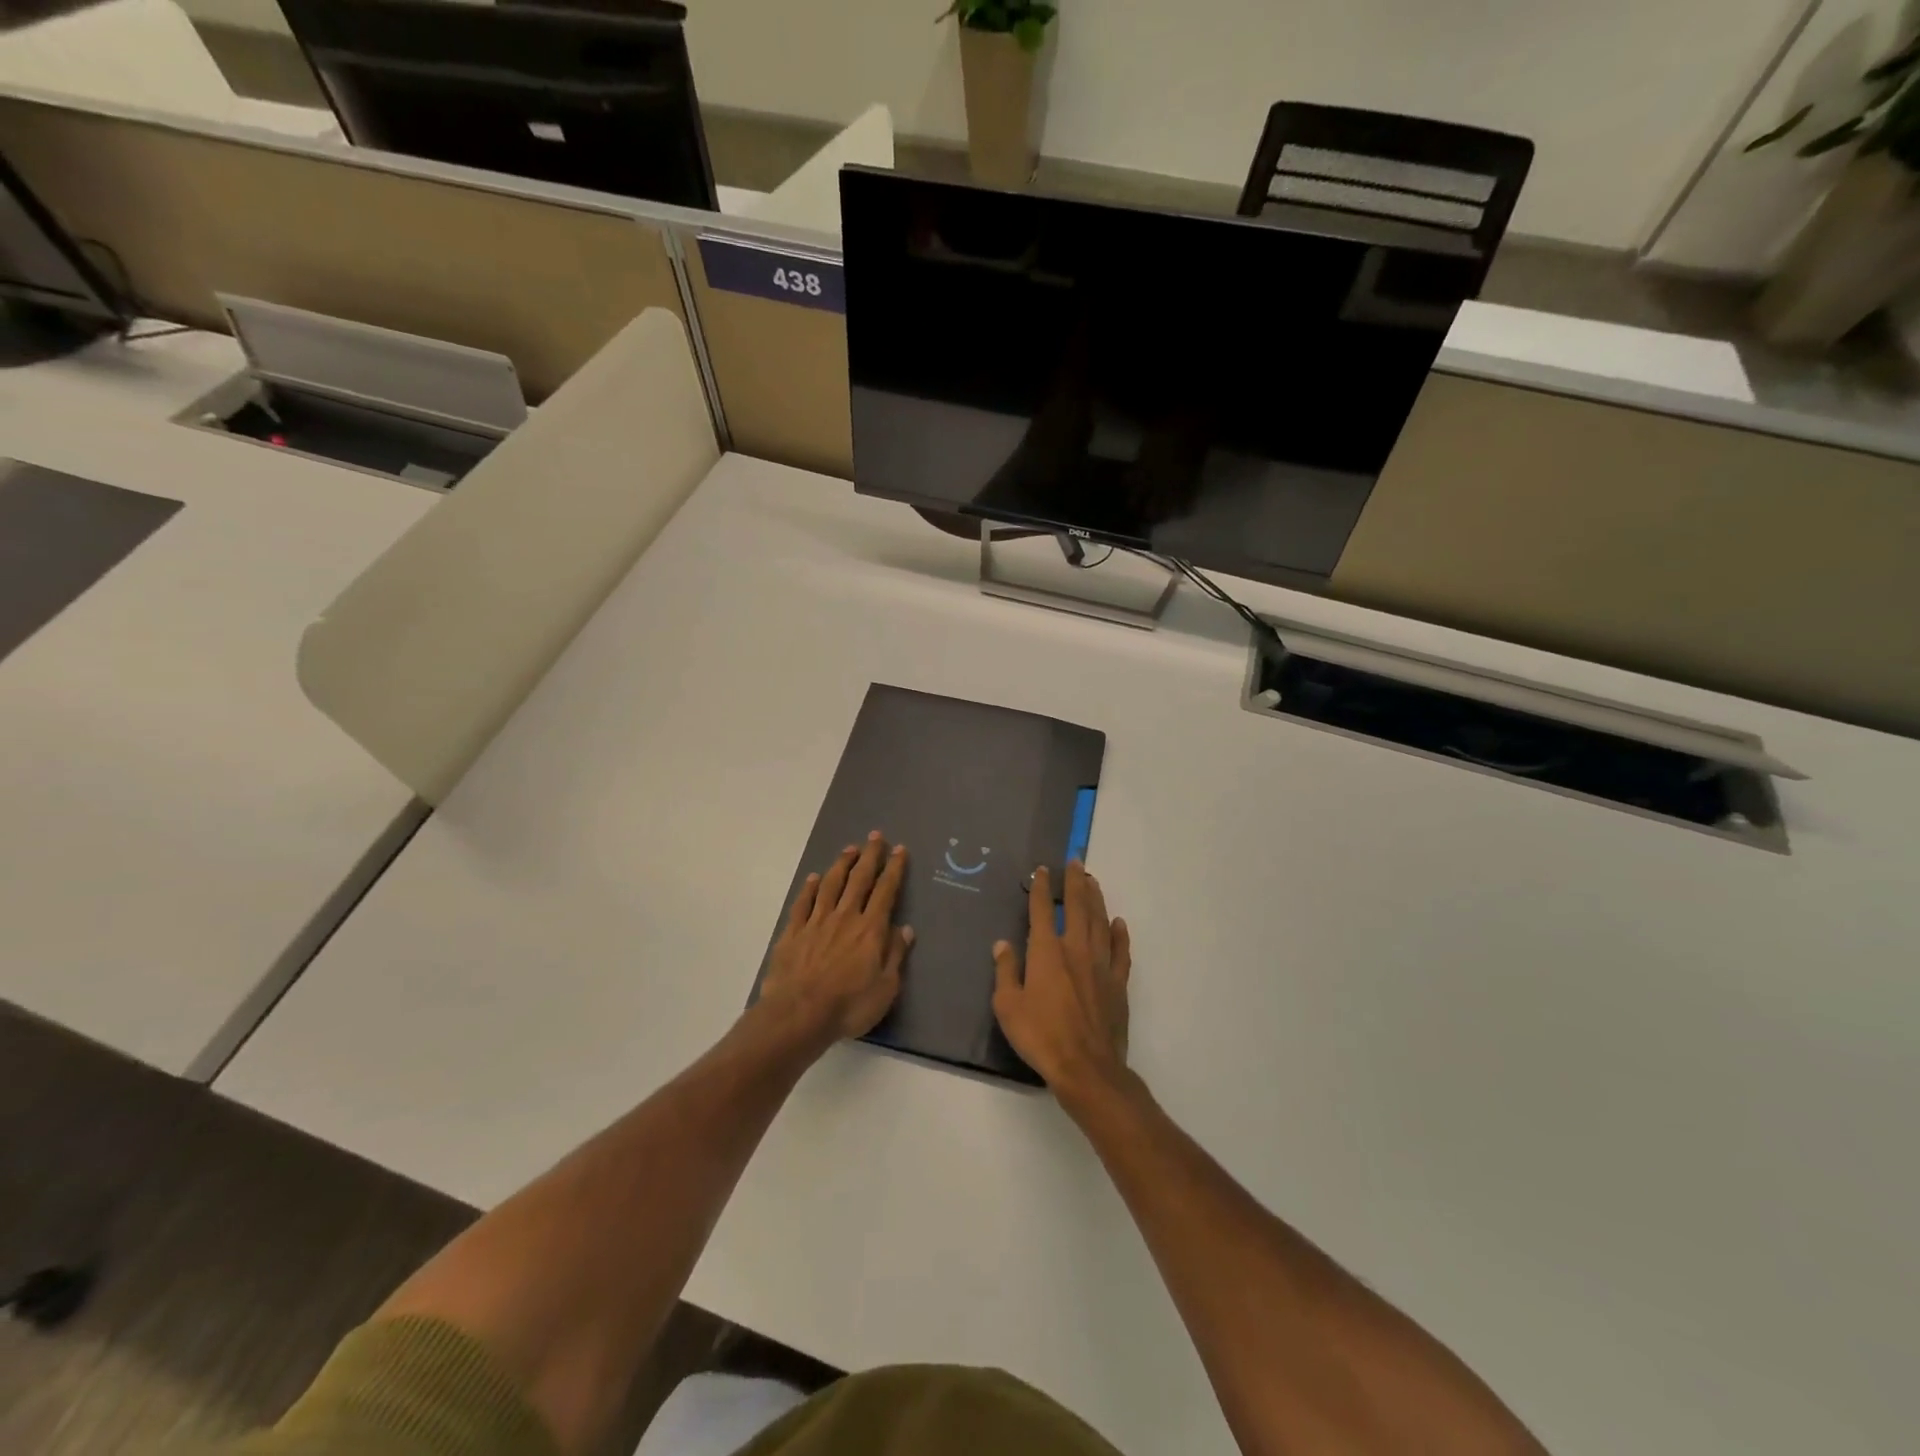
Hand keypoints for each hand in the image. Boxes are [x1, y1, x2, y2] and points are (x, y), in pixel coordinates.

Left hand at [758, 832, 911, 1047]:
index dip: (894, 869)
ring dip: (841, 865)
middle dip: (869, 856)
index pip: (886, 891)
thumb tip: (904, 929)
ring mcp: (816, 922)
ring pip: (830, 885)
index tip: (899, 850)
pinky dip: (809, 888)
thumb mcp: (885, 987)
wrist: (799, 1013)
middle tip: (875, 836)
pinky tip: (813, 878)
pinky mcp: (793, 933)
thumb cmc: (849, 1005)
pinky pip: (803, 903)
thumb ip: (895, 955)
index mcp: (870, 929)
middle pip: (859, 879)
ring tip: (849, 849)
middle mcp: (844, 917)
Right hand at [992, 861, 1131, 1105]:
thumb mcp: (1007, 1006)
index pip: (1040, 910)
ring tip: (1093, 881)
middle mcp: (1075, 949)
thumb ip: (1005, 971)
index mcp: (1046, 952)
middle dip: (1075, 882)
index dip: (1040, 887)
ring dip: (1096, 899)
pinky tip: (1118, 922)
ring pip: (1100, 921)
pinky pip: (1121, 951)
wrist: (1086, 1066)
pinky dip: (1120, 934)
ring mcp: (1101, 964)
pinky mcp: (1118, 983)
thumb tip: (1003, 944)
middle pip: (1076, 906)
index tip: (1041, 870)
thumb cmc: (1040, 1035)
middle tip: (1076, 861)